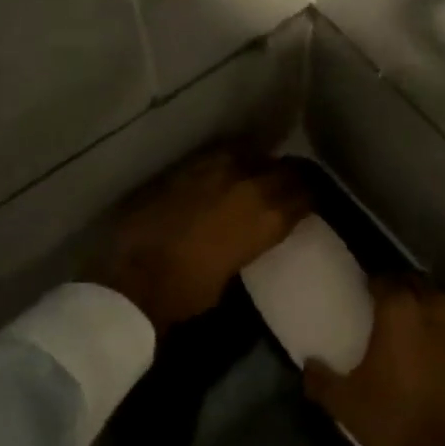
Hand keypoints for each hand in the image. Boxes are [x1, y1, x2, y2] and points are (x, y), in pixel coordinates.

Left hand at [92, 149, 310, 332]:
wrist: (134, 279)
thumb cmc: (189, 290)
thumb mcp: (236, 267)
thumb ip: (253, 238)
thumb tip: (256, 226)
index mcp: (267, 217)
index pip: (305, 193)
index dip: (310, 196)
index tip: (310, 201)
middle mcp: (248, 184)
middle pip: (285, 168)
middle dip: (291, 176)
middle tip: (291, 186)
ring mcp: (215, 170)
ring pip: (252, 155)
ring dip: (259, 165)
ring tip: (258, 176)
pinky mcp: (186, 166)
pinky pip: (219, 156)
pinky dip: (229, 163)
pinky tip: (225, 174)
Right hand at [304, 275, 444, 445]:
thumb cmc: (394, 421)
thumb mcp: (345, 404)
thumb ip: (320, 379)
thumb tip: (308, 364)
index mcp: (399, 310)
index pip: (384, 279)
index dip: (373, 284)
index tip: (365, 296)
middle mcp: (435, 306)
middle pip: (416, 283)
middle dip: (402, 290)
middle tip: (388, 310)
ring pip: (442, 302)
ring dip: (428, 307)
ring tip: (418, 328)